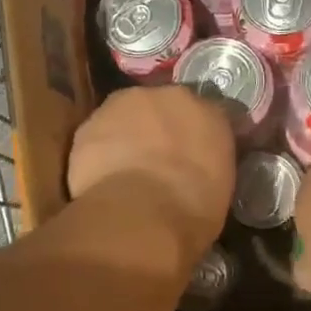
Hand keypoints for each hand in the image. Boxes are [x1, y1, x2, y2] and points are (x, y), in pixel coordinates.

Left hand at [68, 86, 235, 253]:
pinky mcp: (89, 123)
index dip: (197, 135)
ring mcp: (124, 105)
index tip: (194, 155)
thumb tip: (200, 165)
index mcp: (211, 112)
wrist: (140, 214)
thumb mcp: (221, 186)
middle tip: (158, 160)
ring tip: (125, 169)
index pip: (207, 115)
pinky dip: (100, 151)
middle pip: (163, 106)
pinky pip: (98, 135)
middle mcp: (168, 96)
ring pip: (126, 115)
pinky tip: (102, 177)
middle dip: (160, 127)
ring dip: (127, 134)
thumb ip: (210, 162)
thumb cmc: (192, 209)